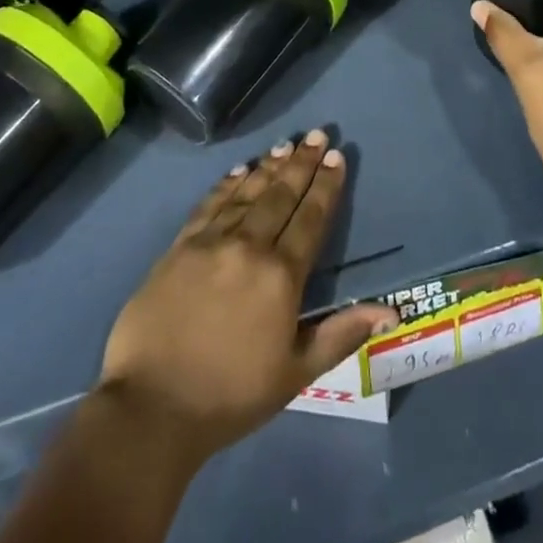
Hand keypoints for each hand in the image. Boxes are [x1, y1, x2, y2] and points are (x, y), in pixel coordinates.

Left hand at [97, 130, 397, 462]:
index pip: (310, 219)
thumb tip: (390, 311)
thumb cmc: (231, 395)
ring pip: (247, 194)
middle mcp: (249, 246)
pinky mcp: (179, 246)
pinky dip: (227, 185)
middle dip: (302, 163)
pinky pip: (210, 205)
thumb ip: (341, 333)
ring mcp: (211, 242)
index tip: (337, 157)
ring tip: (285, 145)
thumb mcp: (296, 373)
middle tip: (317, 135)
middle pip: (281, 195)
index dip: (325, 186)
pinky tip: (239, 171)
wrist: (152, 406)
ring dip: (268, 167)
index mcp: (281, 276)